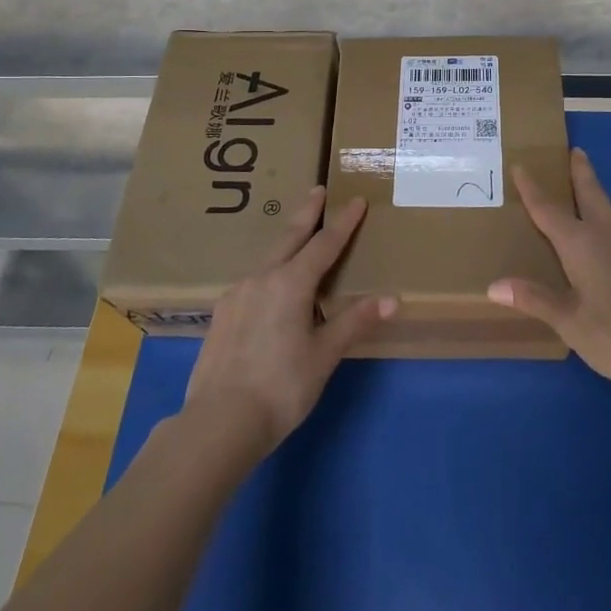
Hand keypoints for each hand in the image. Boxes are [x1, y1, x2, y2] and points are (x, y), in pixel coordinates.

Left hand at [182, 188, 394, 459]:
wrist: (219, 421)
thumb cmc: (281, 387)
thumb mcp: (324, 355)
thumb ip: (354, 322)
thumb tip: (392, 299)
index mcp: (291, 283)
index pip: (324, 244)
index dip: (343, 223)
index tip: (356, 201)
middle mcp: (262, 278)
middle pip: (289, 237)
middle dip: (306, 213)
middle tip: (317, 189)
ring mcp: (237, 294)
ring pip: (267, 258)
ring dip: (286, 242)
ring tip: (297, 239)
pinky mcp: (222, 313)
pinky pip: (252, 281)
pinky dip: (268, 271)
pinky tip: (269, 287)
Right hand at [488, 147, 610, 398]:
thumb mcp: (571, 322)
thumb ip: (535, 299)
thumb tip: (494, 286)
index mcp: (582, 243)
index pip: (548, 209)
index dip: (532, 188)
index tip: (520, 165)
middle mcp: (609, 235)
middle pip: (592, 194)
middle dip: (581, 173)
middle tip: (575, 152)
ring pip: (610, 215)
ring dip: (595, 201)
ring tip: (582, 203)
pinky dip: (608, 230)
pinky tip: (606, 251)